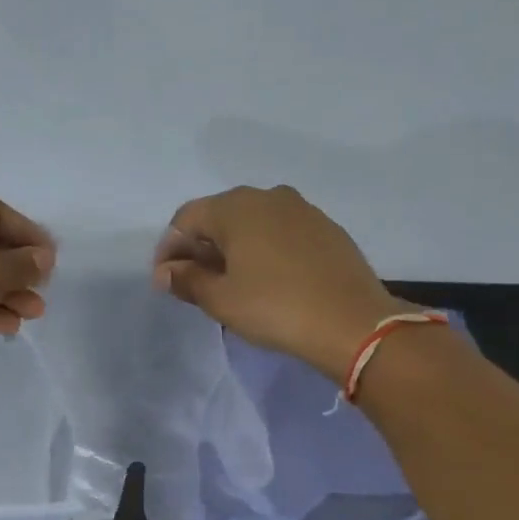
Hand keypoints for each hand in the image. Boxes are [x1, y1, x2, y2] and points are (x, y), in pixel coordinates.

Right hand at [154, 185, 402, 385]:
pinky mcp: (326, 228)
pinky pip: (280, 231)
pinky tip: (266, 278)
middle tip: (193, 282)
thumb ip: (186, 279)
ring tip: (229, 282)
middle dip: (199, 247)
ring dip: (232, 247)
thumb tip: (165, 272)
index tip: (166, 280)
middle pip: (218, 216)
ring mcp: (302, 209)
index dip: (168, 248)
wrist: (353, 323)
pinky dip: (263, 249)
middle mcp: (267, 196)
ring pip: (252, 222)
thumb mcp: (220, 299)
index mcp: (235, 207)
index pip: (185, 219)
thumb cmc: (275, 308)